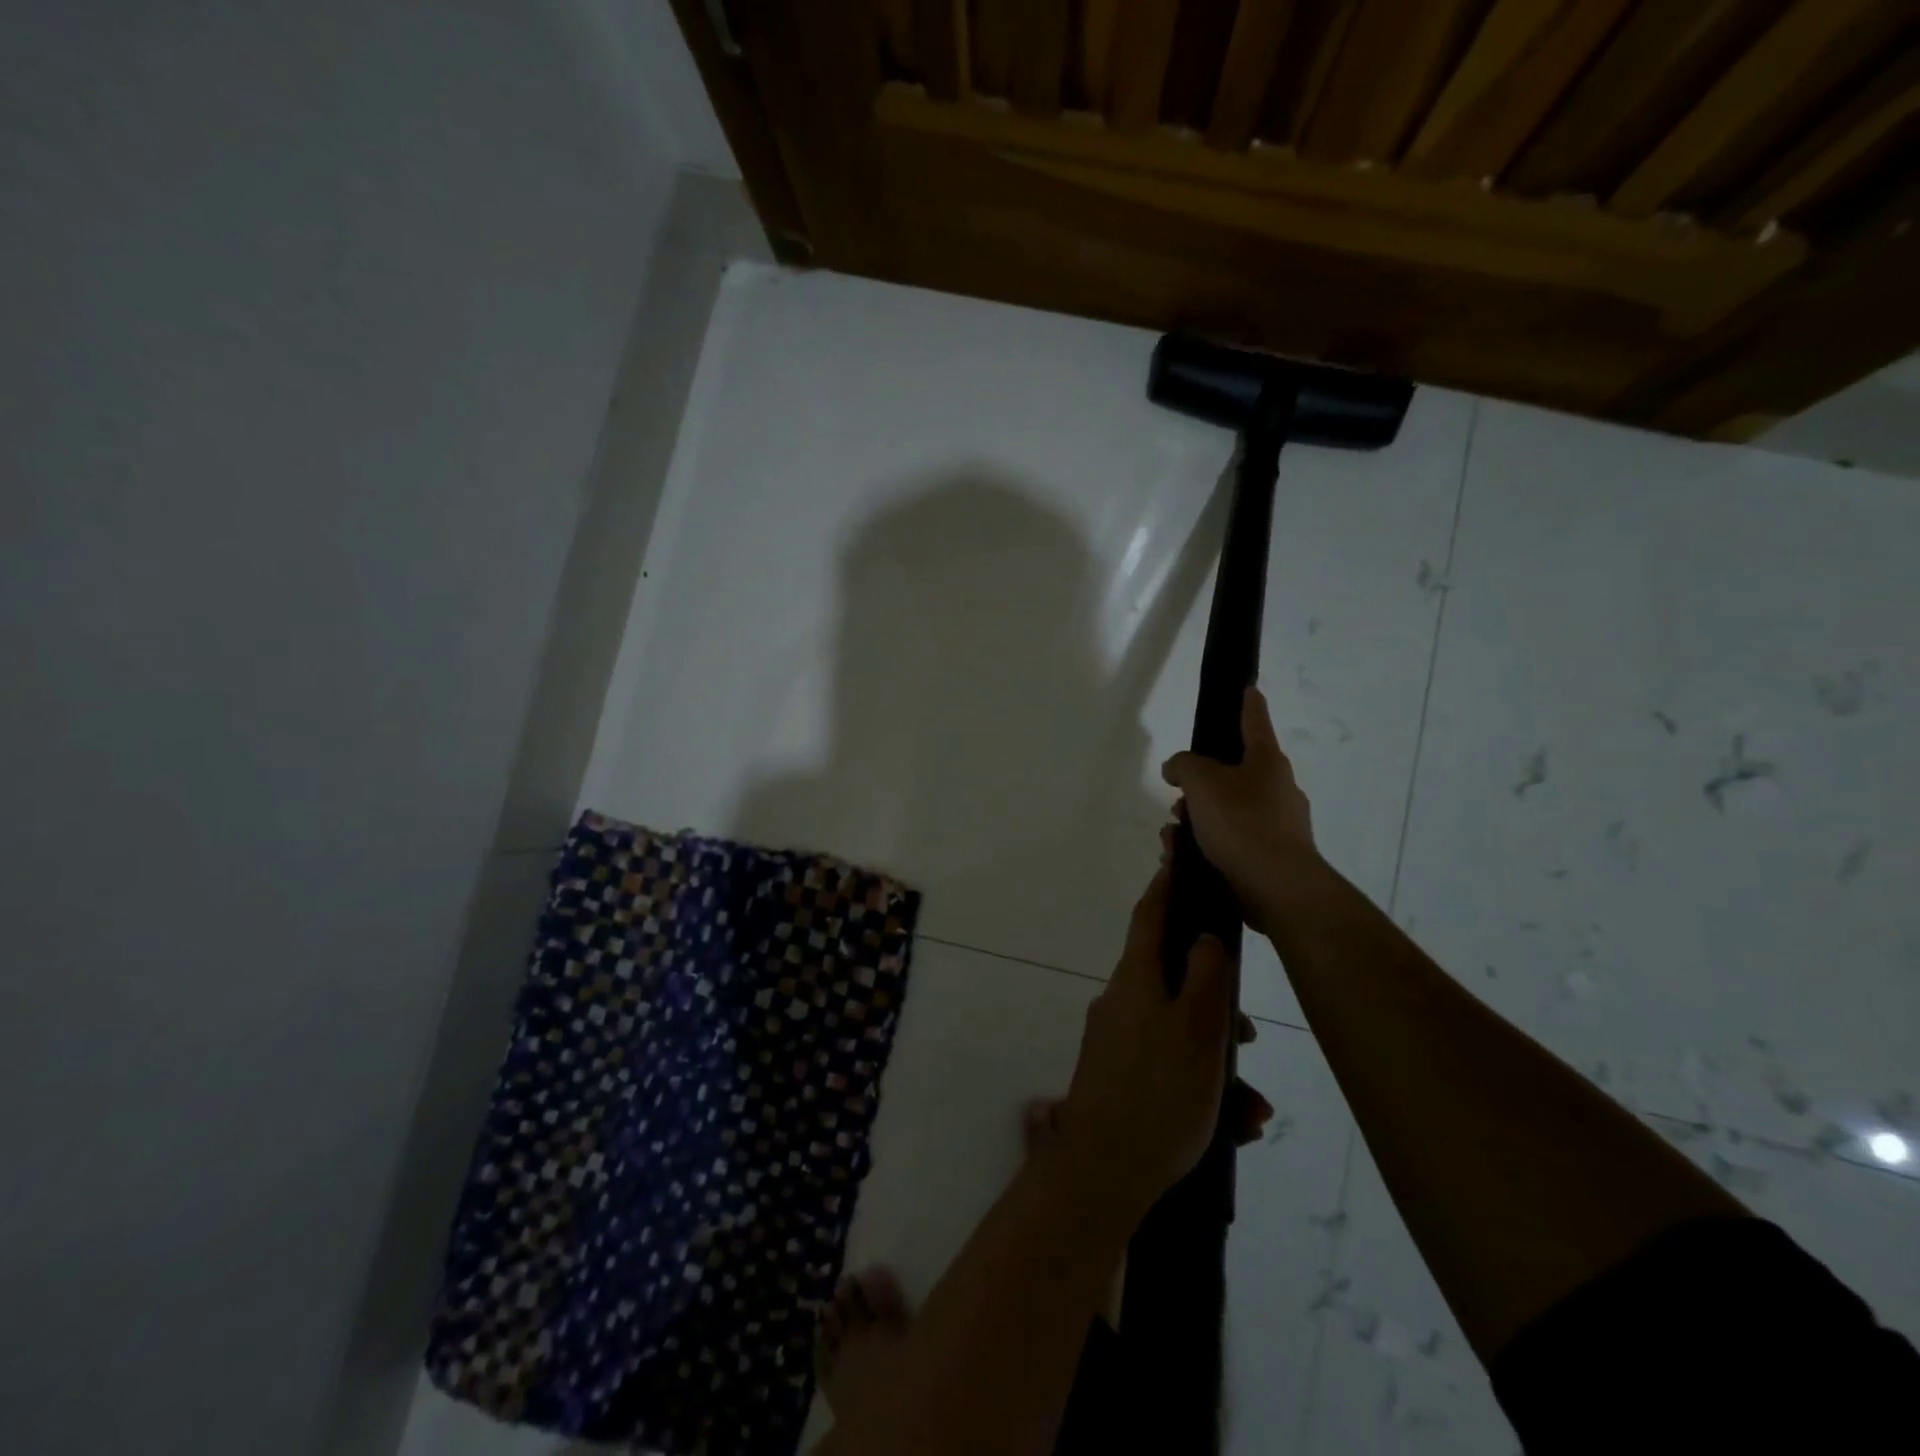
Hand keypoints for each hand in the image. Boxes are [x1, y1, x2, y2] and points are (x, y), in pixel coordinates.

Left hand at [1059, 866, 1243, 1214]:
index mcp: (1136, 979)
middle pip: (1173, 979)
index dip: (1167, 886)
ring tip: (1251, 1107)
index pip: (1151, 915)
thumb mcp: (1198, 1030)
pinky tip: (1233, 1127)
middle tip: (1247, 1036)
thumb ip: (1206, 976)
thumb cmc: (1160, 1093)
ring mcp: (1115, 1040)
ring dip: (1216, 1058)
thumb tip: (1205, 935)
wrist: (1103, 1171)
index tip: (1177, 858)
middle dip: (1215, 1002)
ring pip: (1177, 1030)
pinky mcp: (1117, 1075)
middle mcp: (1120, 1000)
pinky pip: (1166, 1064)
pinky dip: (1199, 1084)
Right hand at [1160, 687, 1317, 929]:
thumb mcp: (1202, 782)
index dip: (1248, 703)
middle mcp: (1277, 789)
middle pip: (1232, 773)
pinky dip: (1206, 844)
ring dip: (1196, 819)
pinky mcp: (1269, 857)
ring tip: (1173, 836)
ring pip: (1226, 810)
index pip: (1254, 721)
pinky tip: (1184, 857)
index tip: (1248, 687)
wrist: (1277, 888)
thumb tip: (1178, 769)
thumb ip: (1184, 765)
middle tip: (1178, 798)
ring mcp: (1277, 825)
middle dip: (1199, 784)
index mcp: (1266, 762)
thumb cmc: (1242, 824)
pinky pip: (1230, 841)